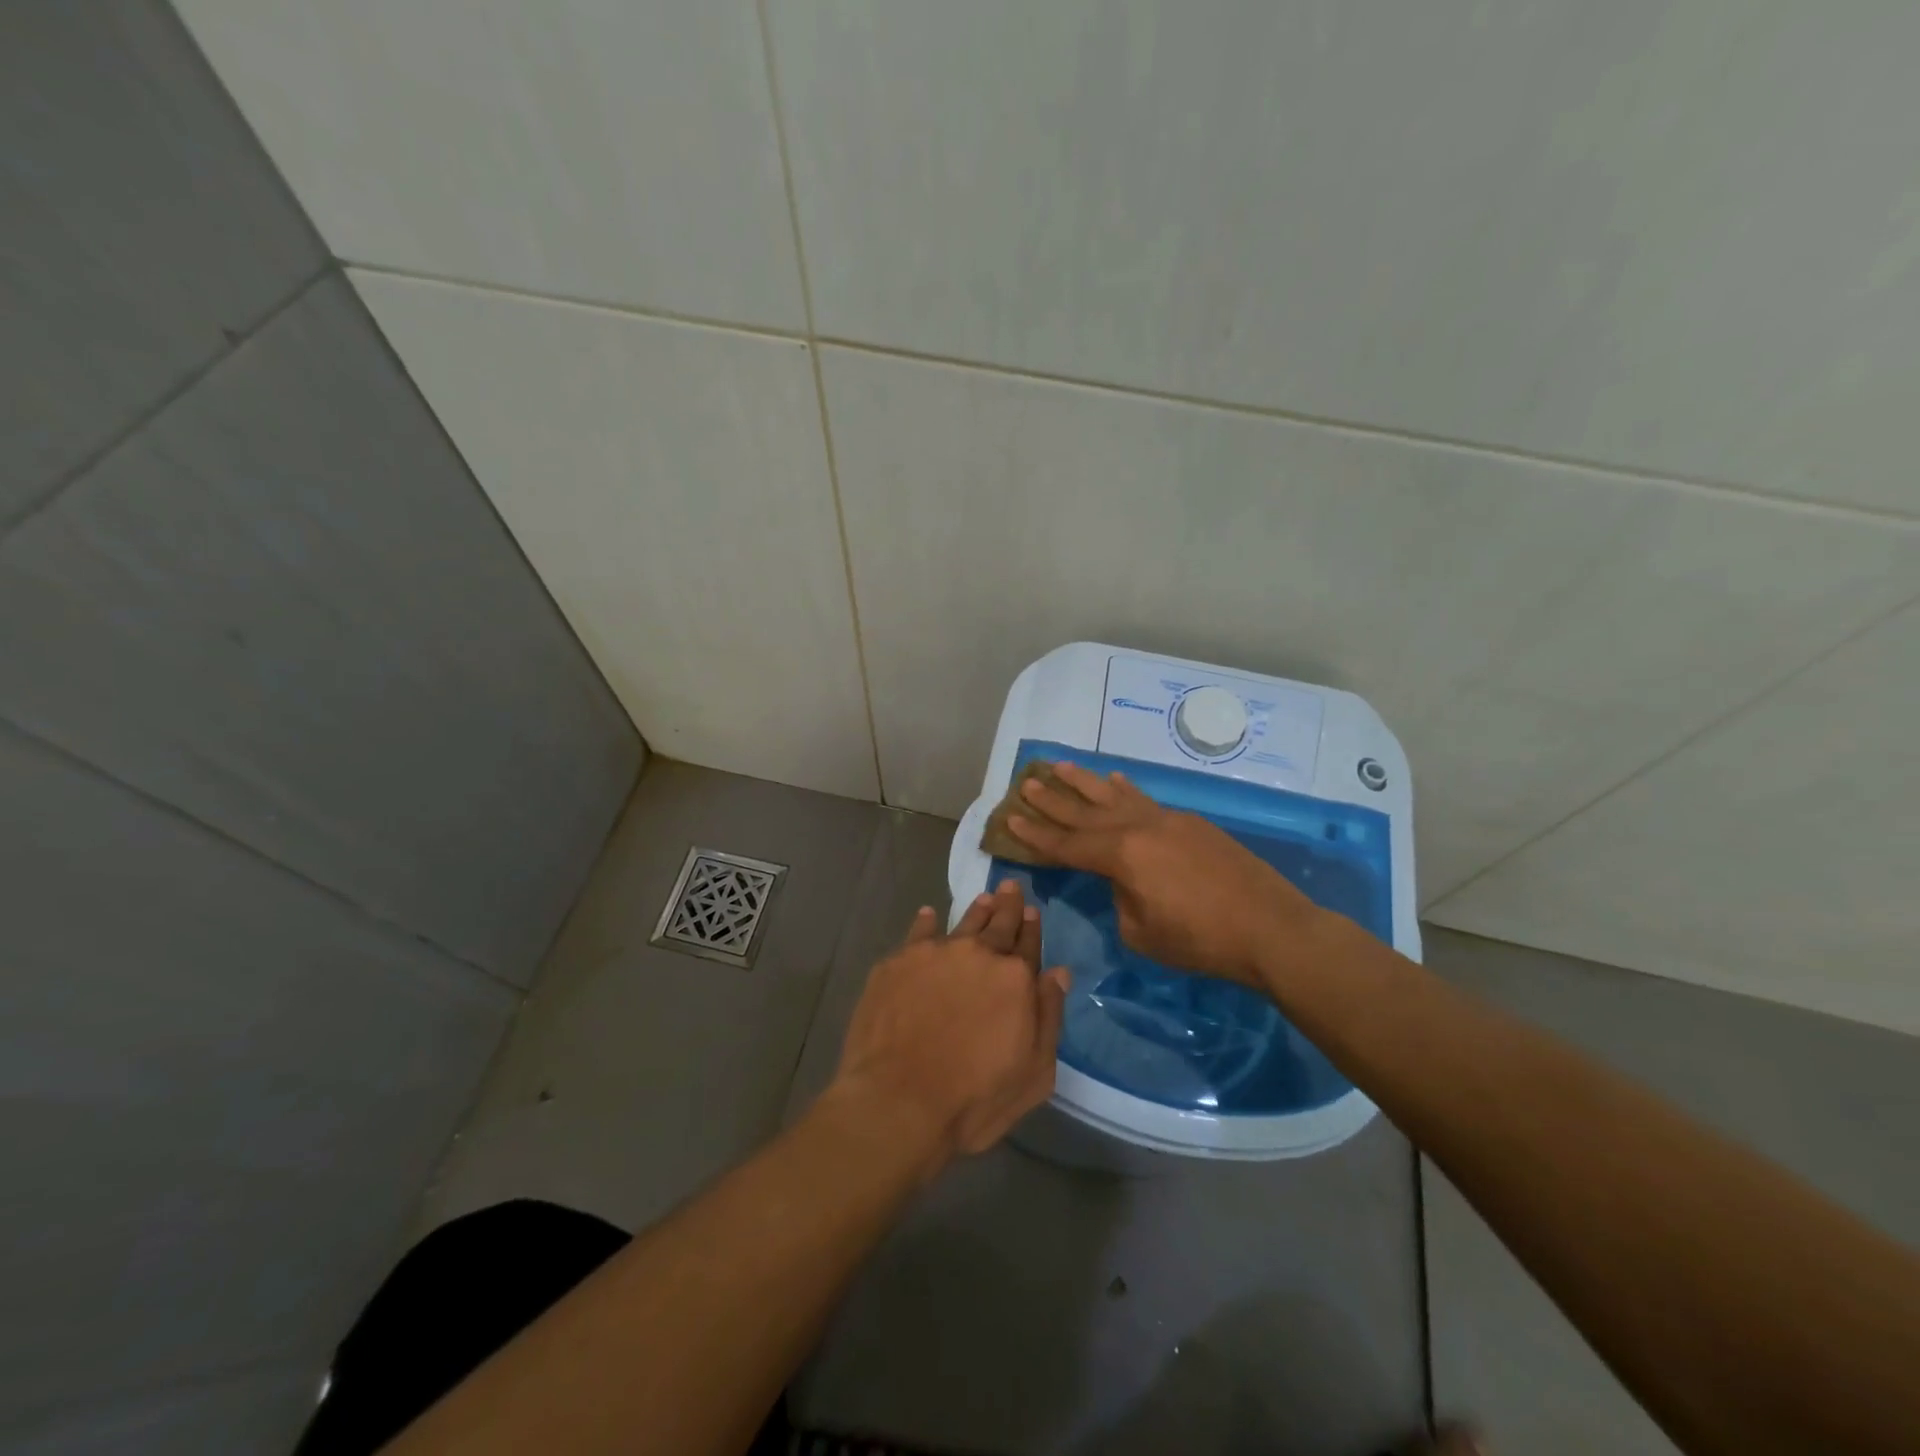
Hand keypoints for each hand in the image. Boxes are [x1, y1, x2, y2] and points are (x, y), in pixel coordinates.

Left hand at [829, 880, 1070, 1169]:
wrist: (898, 1102)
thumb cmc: (974, 1099)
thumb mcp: (1034, 1073)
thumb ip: (1048, 1017)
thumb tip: (1058, 973)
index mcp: (1015, 979)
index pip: (1028, 944)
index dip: (1032, 927)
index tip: (1033, 911)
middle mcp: (977, 954)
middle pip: (998, 923)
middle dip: (1007, 905)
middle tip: (1010, 887)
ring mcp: (934, 953)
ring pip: (961, 922)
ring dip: (975, 910)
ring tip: (983, 899)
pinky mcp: (897, 961)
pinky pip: (918, 932)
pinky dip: (926, 921)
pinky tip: (928, 914)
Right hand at [1006, 760, 1321, 988]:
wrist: (1271, 928)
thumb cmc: (1201, 941)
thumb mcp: (1142, 933)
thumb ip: (1120, 900)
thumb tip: (1123, 882)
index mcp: (1122, 856)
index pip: (1067, 843)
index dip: (1037, 834)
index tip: (1011, 818)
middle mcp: (1140, 827)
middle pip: (1086, 810)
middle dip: (1054, 798)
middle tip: (1028, 782)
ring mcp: (1168, 820)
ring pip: (1117, 795)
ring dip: (1086, 781)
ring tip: (1062, 766)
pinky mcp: (1192, 823)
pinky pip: (1146, 800)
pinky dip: (1126, 790)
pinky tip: (1118, 780)